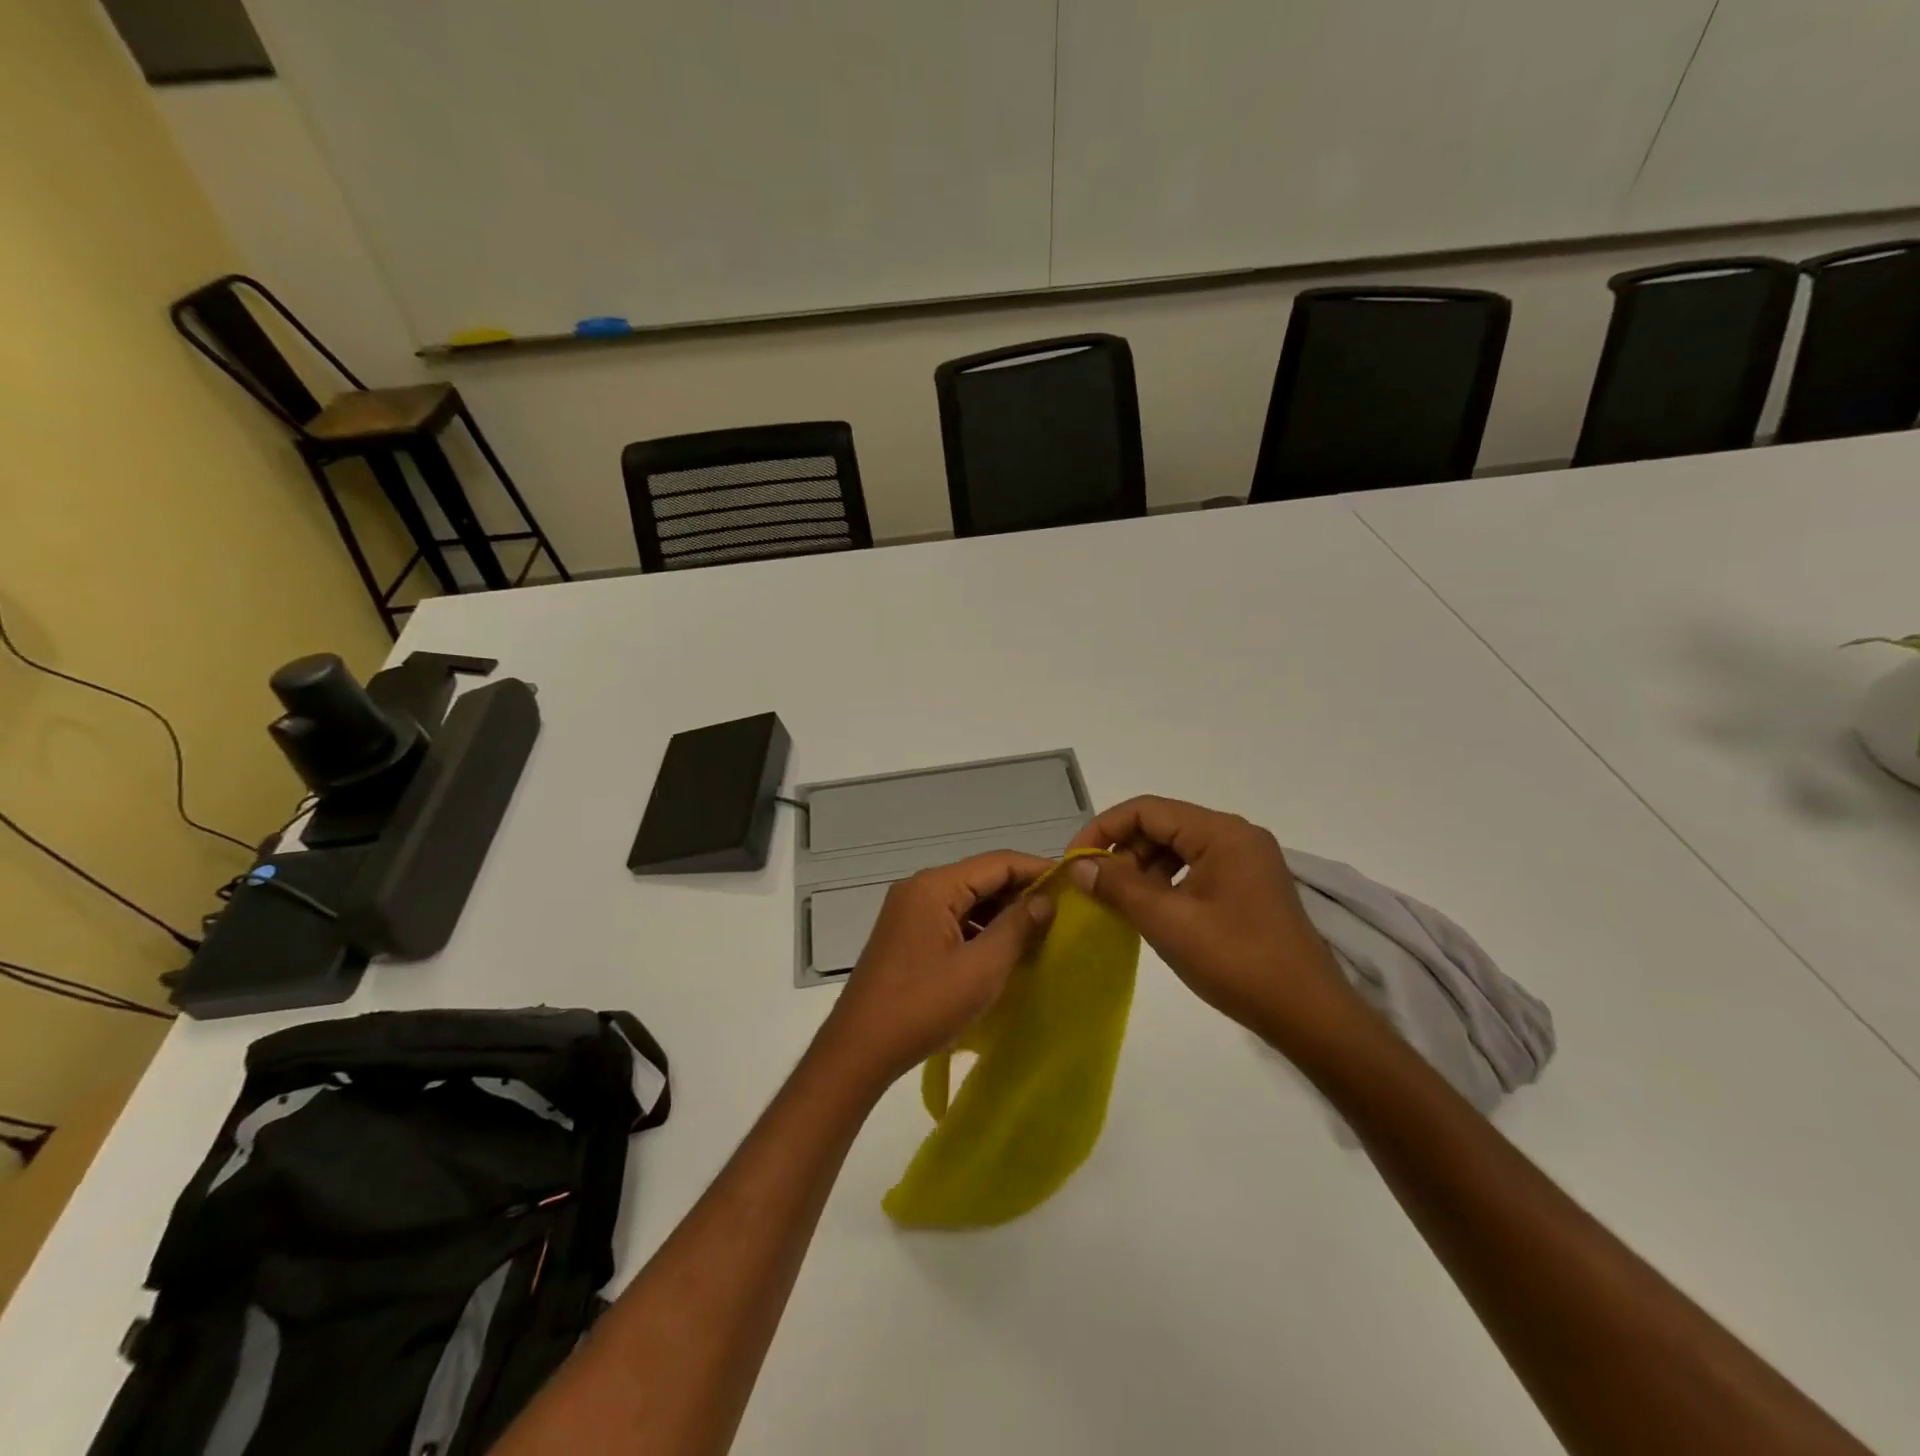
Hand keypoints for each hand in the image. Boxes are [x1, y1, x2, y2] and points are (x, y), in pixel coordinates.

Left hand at [820, 851, 1055, 1089]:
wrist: (860, 1049)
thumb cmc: (924, 1005)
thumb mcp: (981, 967)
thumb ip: (1017, 927)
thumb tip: (1046, 899)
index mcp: (934, 886)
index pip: (997, 862)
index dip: (1037, 869)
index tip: (1074, 883)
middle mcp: (919, 890)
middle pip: (981, 878)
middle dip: (1021, 893)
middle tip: (1063, 912)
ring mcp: (909, 913)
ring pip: (967, 901)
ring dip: (1002, 914)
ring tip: (1040, 934)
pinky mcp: (907, 936)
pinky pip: (952, 920)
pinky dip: (980, 931)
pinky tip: (1004, 952)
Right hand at [1065, 797, 1366, 1059]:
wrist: (1309, 1016)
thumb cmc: (1236, 962)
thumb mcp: (1168, 922)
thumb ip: (1119, 886)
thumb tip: (1078, 865)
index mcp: (1222, 833)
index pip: (1146, 810)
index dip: (1103, 829)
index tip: (1075, 861)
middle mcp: (1236, 836)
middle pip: (1162, 825)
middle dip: (1122, 851)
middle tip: (1096, 888)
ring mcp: (1246, 861)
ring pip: (1177, 848)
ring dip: (1141, 869)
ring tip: (1120, 903)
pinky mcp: (1248, 886)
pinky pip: (1194, 869)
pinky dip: (1165, 884)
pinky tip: (1151, 912)